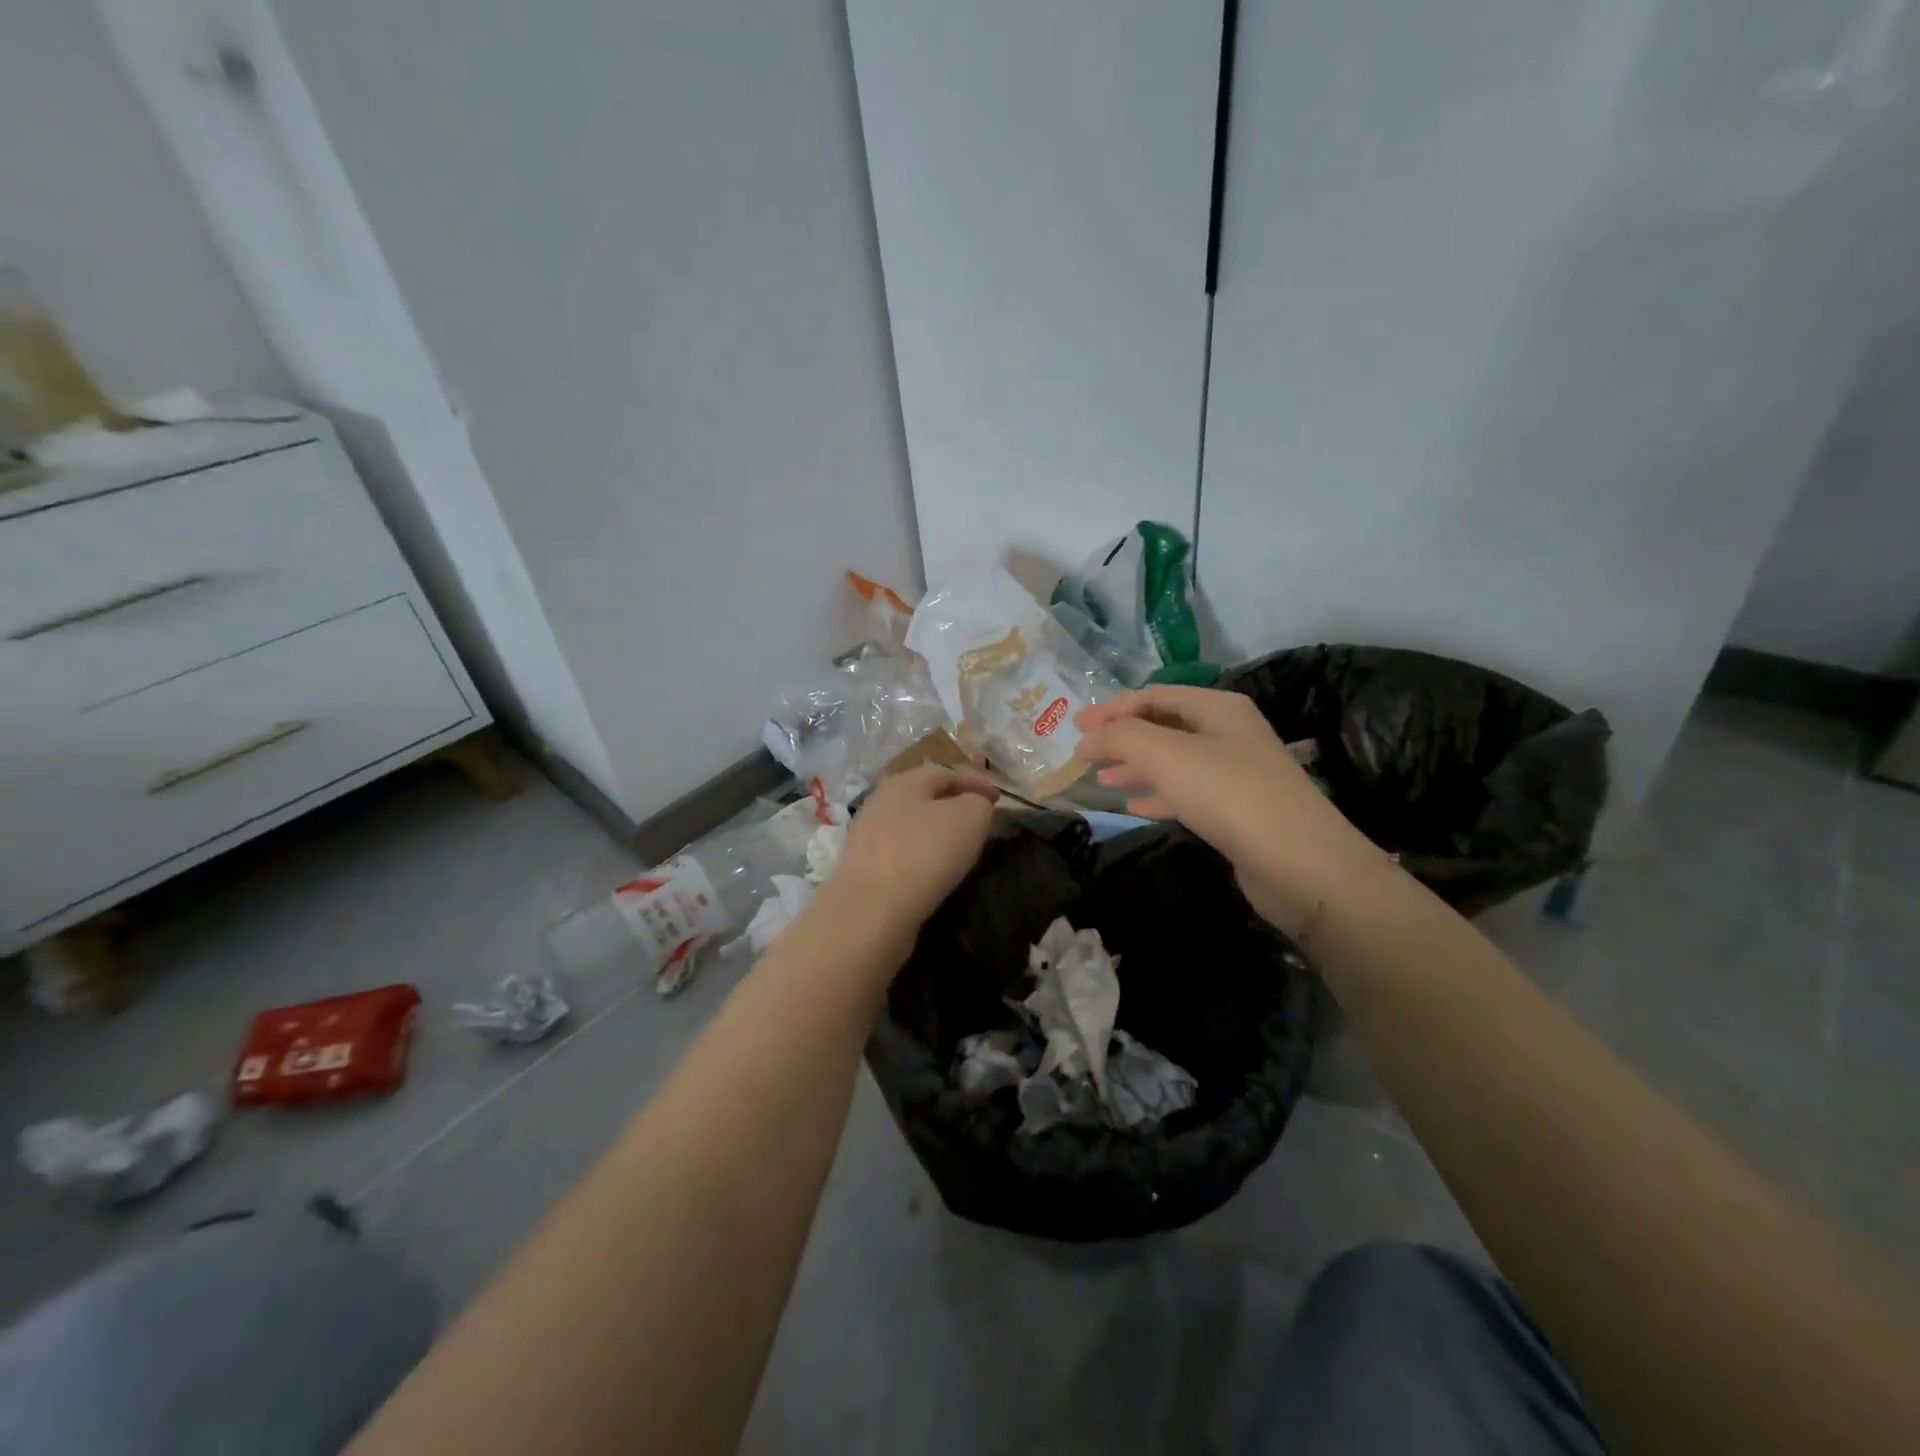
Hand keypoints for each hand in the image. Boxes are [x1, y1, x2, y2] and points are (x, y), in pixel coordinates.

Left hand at [824, 766, 998, 941]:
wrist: (872, 909)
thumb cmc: (925, 852)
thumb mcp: (969, 818)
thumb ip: (978, 804)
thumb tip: (975, 804)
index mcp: (904, 781)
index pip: (946, 773)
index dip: (976, 782)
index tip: (999, 798)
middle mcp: (881, 802)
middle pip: (924, 797)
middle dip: (954, 805)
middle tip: (980, 821)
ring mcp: (867, 836)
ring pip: (911, 825)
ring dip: (936, 832)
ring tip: (961, 847)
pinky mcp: (863, 869)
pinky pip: (902, 853)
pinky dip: (922, 856)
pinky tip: (935, 871)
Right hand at [1076, 686, 1388, 934]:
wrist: (1300, 863)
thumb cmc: (1229, 794)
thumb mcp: (1165, 755)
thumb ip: (1120, 737)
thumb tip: (1087, 738)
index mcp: (1218, 707)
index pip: (1155, 695)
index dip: (1113, 708)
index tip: (1077, 727)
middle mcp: (1230, 733)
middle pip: (1165, 726)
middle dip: (1123, 737)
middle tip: (1085, 753)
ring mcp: (1237, 773)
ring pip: (1174, 761)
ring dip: (1137, 767)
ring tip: (1102, 780)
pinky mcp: (1238, 810)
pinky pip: (1188, 793)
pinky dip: (1158, 795)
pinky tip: (1135, 807)